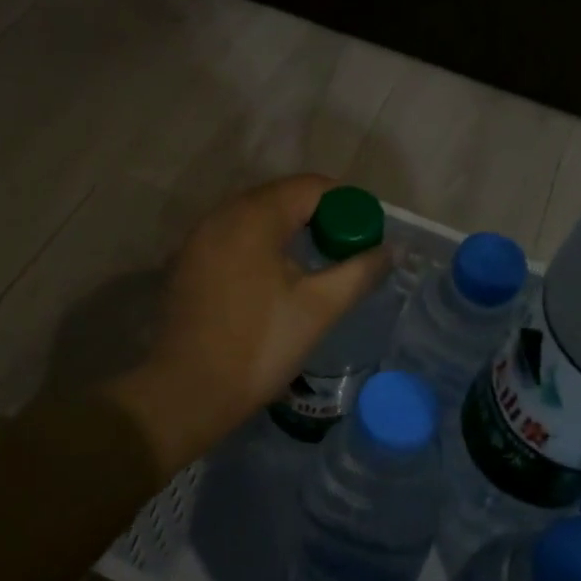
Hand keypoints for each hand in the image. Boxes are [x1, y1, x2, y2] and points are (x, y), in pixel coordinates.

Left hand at [105, 175, 391, 473]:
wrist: (188, 393)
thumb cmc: (261, 345)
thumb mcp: (320, 307)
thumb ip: (361, 271)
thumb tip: (394, 249)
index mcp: (254, 217)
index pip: (310, 187)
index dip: (345, 205)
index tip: (364, 236)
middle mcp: (222, 214)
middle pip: (281, 196)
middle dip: (319, 216)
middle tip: (344, 251)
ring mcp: (198, 237)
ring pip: (255, 216)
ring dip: (289, 230)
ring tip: (313, 264)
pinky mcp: (186, 261)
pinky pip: (233, 236)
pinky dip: (260, 245)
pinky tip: (272, 280)